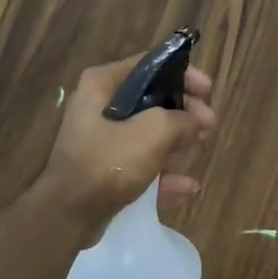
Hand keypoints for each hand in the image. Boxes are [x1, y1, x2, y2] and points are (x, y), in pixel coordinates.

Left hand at [38, 54, 216, 219]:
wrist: (68, 215)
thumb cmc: (109, 162)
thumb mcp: (154, 132)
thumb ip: (182, 119)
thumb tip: (197, 120)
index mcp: (102, 84)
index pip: (150, 64)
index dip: (183, 73)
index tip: (207, 89)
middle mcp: (98, 106)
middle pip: (152, 99)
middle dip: (184, 111)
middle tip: (209, 123)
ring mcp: (100, 140)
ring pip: (148, 132)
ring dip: (176, 140)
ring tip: (202, 146)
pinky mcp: (103, 170)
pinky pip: (140, 164)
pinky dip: (163, 172)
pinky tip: (188, 186)